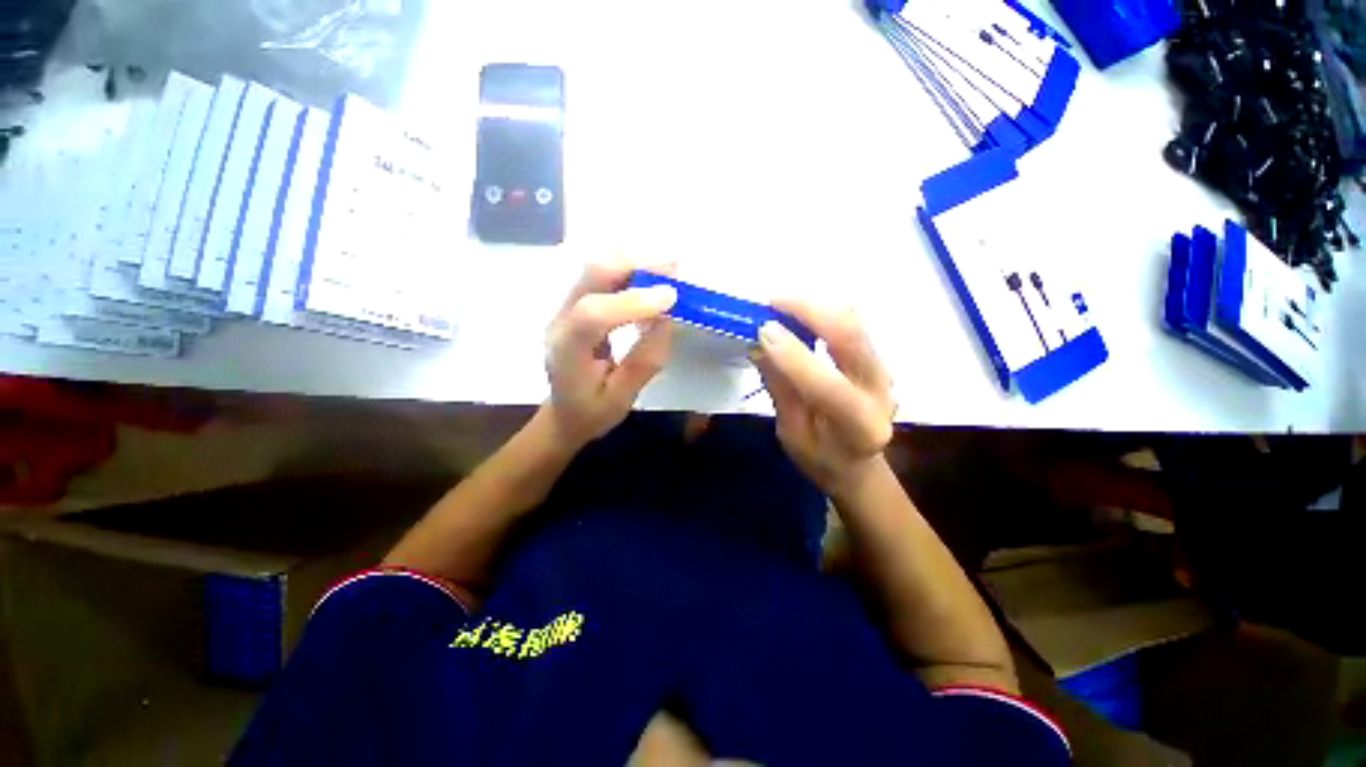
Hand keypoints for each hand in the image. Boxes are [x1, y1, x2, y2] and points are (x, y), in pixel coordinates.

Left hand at [544, 263, 676, 447]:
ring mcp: (565, 308)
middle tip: (674, 268)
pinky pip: (601, 276)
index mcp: (567, 352)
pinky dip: (630, 270)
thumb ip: (644, 360)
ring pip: (596, 269)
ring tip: (668, 268)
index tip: (671, 298)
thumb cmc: (592, 412)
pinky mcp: (576, 304)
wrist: (564, 413)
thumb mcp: (622, 398)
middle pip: (591, 276)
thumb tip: (667, 318)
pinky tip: (652, 275)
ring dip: (634, 262)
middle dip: (635, 266)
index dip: (632, 302)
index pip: (592, 315)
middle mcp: (561, 321)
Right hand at [754, 302, 896, 497]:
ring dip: (815, 306)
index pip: (828, 386)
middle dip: (810, 311)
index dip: (794, 355)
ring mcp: (883, 370)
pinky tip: (798, 312)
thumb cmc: (820, 458)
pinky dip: (822, 311)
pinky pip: (852, 323)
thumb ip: (780, 388)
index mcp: (859, 426)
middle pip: (852, 337)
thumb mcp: (791, 433)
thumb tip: (760, 344)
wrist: (857, 464)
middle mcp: (880, 392)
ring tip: (780, 305)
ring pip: (854, 322)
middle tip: (772, 303)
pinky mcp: (876, 357)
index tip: (762, 330)